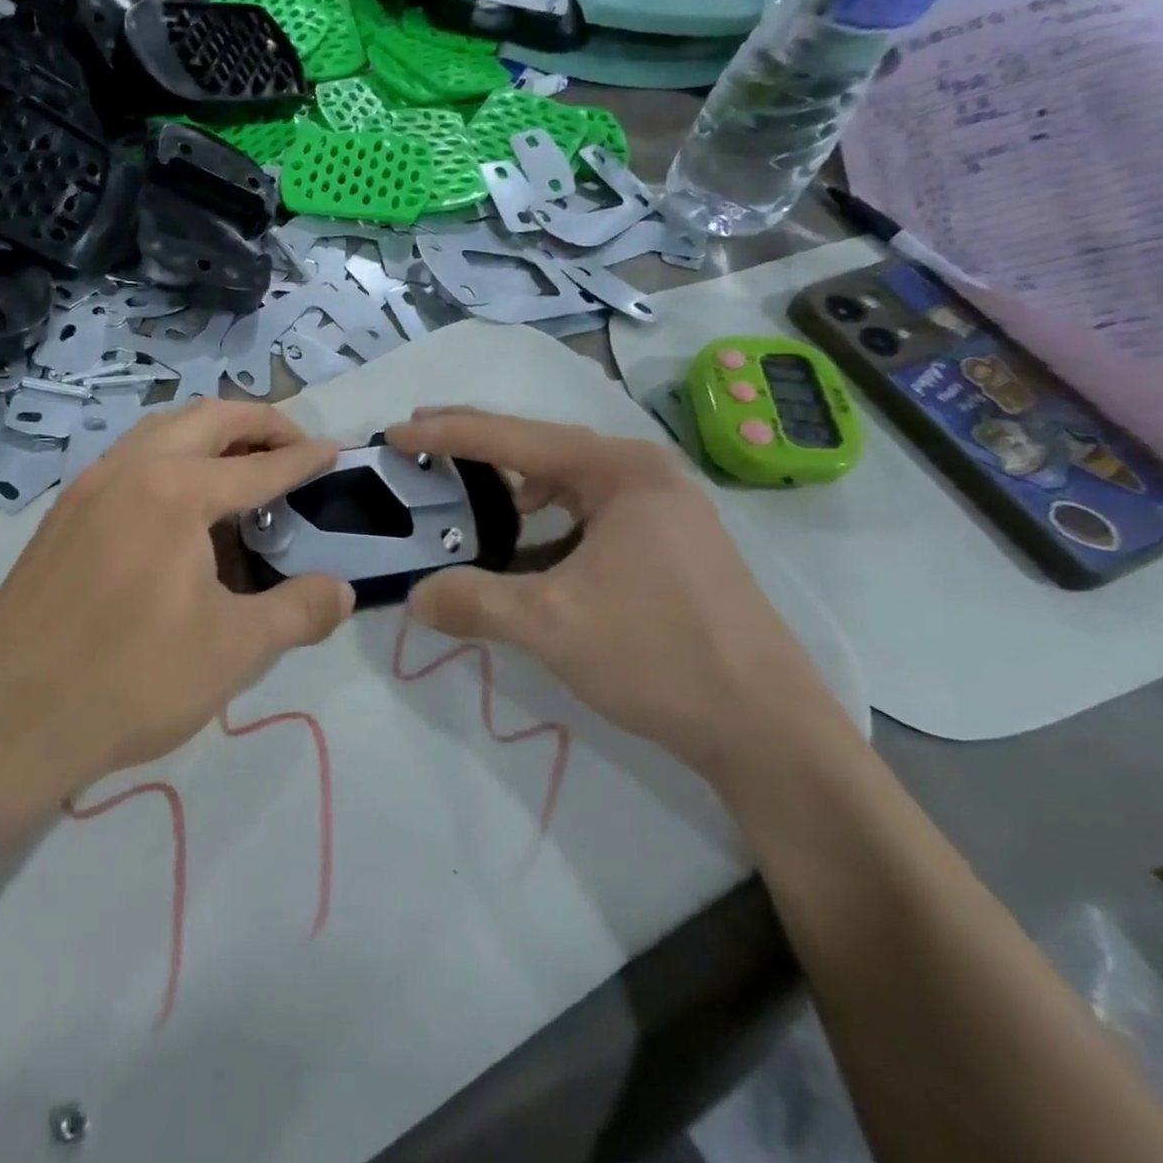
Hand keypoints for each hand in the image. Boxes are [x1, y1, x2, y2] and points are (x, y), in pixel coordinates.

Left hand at [0, 401, 354, 793]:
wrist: (4, 715)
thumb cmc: (130, 680)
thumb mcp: (233, 651)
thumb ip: (298, 612)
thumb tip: (343, 591)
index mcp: (178, 492)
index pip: (260, 465)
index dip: (304, 458)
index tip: (334, 450)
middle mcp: (132, 469)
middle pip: (208, 418)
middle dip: (259, 423)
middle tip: (293, 446)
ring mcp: (89, 485)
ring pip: (161, 428)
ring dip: (209, 433)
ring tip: (240, 467)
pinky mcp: (63, 511)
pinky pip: (129, 457)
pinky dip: (169, 455)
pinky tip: (179, 503)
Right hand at [385, 409, 846, 783]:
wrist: (769, 729)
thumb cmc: (660, 657)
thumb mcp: (551, 626)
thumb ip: (473, 602)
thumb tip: (413, 597)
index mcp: (620, 471)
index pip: (513, 439)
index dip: (446, 432)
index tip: (394, 433)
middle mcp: (644, 472)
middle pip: (541, 445)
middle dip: (477, 443)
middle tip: (419, 440)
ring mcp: (663, 506)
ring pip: (567, 477)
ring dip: (511, 478)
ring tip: (463, 483)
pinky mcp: (668, 540)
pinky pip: (588, 507)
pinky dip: (545, 512)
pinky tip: (525, 534)